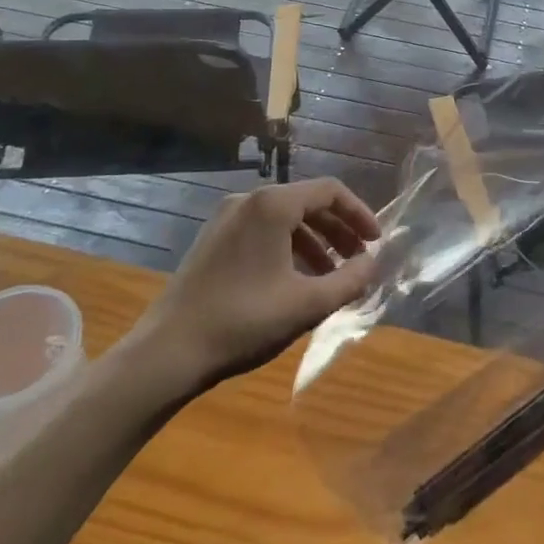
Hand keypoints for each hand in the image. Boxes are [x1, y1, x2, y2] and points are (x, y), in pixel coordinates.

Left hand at [124, 179, 380, 395]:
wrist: (167, 352)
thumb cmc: (243, 321)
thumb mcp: (307, 304)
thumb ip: (349, 281)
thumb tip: (373, 264)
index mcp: (273, 205)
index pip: (330, 191)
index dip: (359, 214)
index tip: (376, 242)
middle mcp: (249, 200)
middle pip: (308, 203)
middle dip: (339, 231)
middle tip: (359, 260)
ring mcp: (226, 219)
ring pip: (285, 219)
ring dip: (315, 243)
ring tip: (332, 277)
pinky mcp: (213, 240)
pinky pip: (263, 232)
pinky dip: (288, 249)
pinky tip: (297, 282)